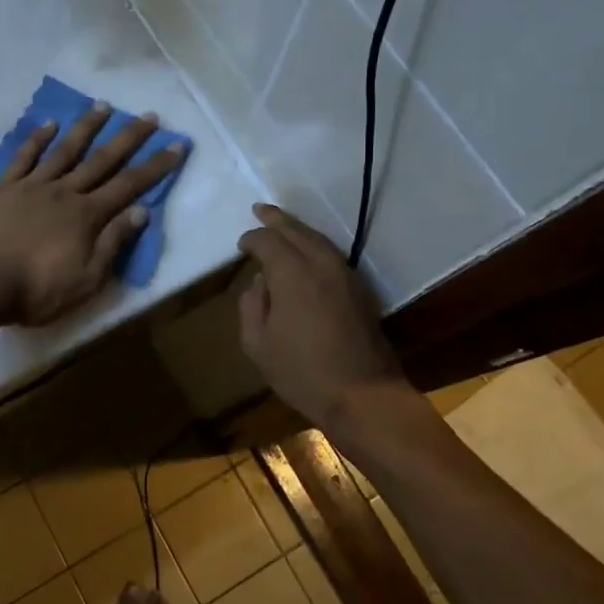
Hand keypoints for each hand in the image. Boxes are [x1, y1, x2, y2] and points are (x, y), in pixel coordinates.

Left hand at [0, 103, 183, 325]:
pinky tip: (49, 123)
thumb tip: (141, 210)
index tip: (176, 144)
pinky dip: (37, 138)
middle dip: (129, 137)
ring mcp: (32, 186)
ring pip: (65, 150)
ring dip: (86, 127)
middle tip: (148, 116)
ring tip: (103, 105)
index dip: (155, 165)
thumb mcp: (87, 279)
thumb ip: (113, 243)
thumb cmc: (37, 291)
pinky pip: (23, 157)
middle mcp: (65, 192)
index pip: (129, 185)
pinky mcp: (4, 188)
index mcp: (87, 216)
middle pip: (102, 159)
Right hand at [237, 202, 407, 427]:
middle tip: (260, 209)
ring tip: (282, 224)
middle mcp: (321, 263)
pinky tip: (307, 252)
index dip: (251, 239)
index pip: (267, 241)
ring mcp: (345, 274)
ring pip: (318, 239)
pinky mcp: (360, 288)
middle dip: (276, 219)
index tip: (241, 246)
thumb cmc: (302, 372)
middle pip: (296, 230)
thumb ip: (251, 306)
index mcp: (292, 273)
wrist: (363, 394)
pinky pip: (332, 254)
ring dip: (298, 229)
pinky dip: (315, 245)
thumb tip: (259, 283)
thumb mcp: (258, 344)